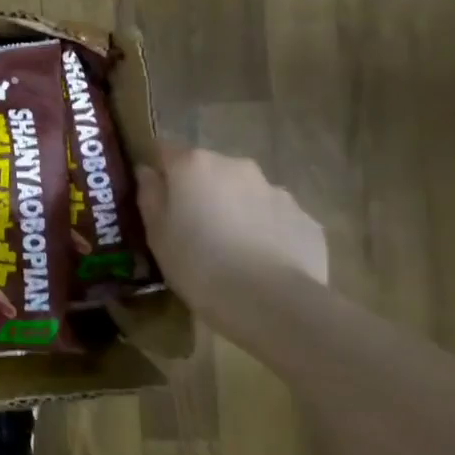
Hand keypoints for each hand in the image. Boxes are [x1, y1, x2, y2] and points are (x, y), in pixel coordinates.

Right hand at [135, 142, 328, 296]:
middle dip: (202, 191)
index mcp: (194, 165)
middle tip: (195, 229)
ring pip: (245, 193)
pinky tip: (262, 264)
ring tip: (233, 251)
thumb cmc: (198, 264)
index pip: (165, 151)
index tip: (158, 199)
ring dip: (236, 210)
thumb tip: (148, 172)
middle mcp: (236, 166)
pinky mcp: (305, 219)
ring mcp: (276, 191)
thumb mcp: (156, 234)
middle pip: (209, 170)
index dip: (160, 172)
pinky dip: (267, 232)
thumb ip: (150, 195)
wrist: (272, 303)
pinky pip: (276, 219)